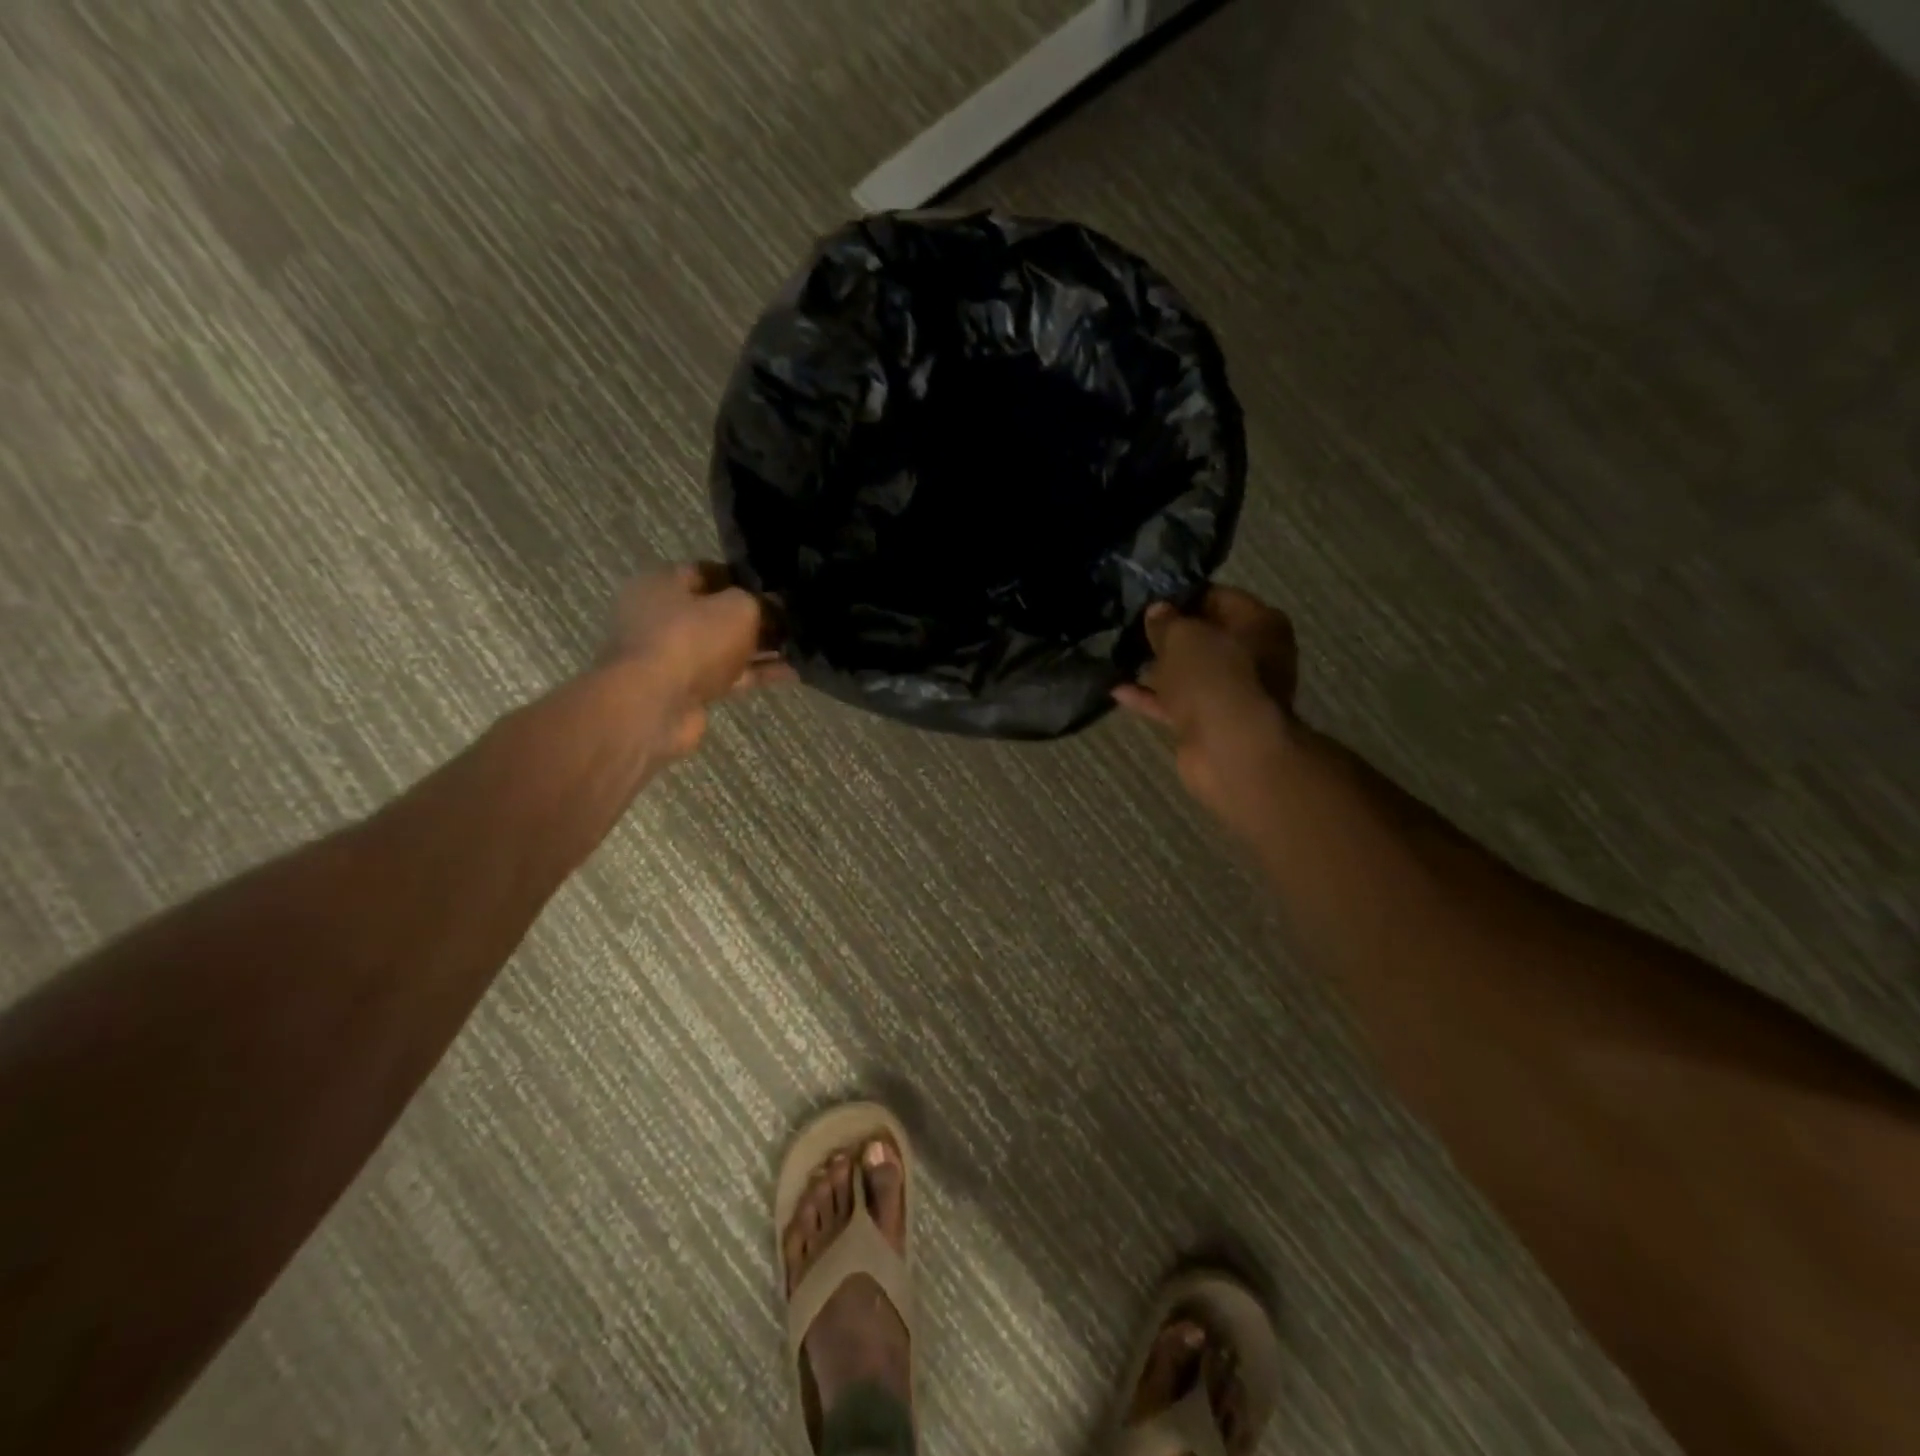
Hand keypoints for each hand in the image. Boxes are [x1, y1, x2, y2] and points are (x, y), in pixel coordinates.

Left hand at [601, 564, 793, 758]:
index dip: (747, 578)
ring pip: (727, 646)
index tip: (779, 587)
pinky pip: (730, 675)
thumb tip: (777, 606)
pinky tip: (794, 672)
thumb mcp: (738, 609)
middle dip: (757, 616)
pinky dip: (757, 673)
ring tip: (803, 646)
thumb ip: (762, 603)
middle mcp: (663, 617)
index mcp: (663, 584)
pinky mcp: (688, 689)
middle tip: (795, 618)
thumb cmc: (691, 640)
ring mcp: (674, 656)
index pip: (710, 571)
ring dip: (762, 648)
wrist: (654, 707)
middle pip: (718, 612)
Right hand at [1114, 587, 1297, 817]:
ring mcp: (1232, 693)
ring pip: (1189, 673)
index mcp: (1259, 623)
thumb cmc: (1214, 677)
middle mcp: (1254, 656)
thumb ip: (1166, 621)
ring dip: (1157, 668)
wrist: (1230, 748)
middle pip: (1205, 637)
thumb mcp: (1182, 636)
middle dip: (1168, 634)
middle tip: (1130, 625)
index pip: (1218, 597)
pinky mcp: (1210, 722)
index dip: (1182, 596)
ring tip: (1119, 655)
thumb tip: (1157, 611)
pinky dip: (1151, 697)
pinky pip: (1177, 703)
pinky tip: (1117, 690)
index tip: (1148, 597)